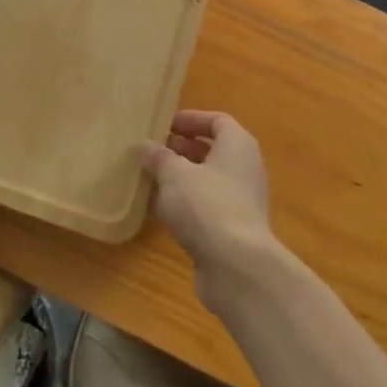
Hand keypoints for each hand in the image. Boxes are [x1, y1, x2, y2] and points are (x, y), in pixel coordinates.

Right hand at [137, 111, 276, 303]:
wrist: (237, 267)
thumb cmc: (207, 205)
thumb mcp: (174, 174)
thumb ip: (158, 157)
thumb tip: (143, 145)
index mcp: (238, 145)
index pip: (216, 121)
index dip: (190, 119)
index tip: (162, 125)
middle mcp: (244, 168)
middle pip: (210, 150)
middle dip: (179, 149)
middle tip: (149, 151)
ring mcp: (240, 201)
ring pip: (205, 181)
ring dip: (178, 178)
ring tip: (146, 177)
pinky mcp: (231, 230)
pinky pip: (203, 207)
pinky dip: (182, 204)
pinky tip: (155, 209)